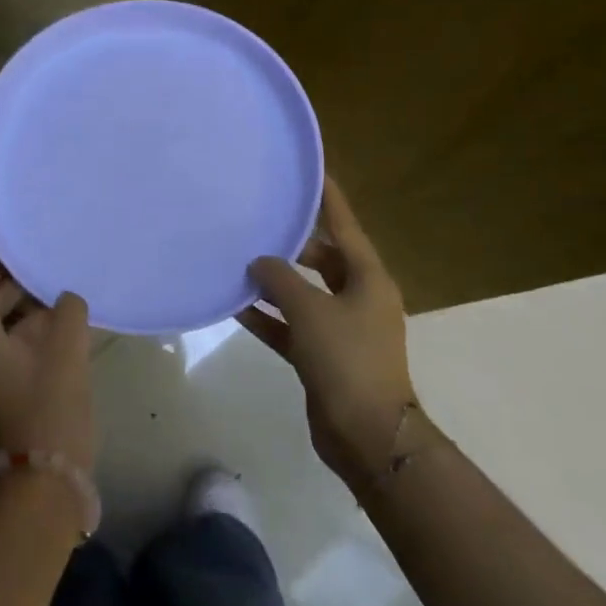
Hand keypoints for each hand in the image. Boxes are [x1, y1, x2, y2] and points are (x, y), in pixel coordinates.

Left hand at [0, 221, 95, 472]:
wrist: (44, 485)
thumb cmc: (49, 409)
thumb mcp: (66, 352)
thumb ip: (68, 313)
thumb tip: (66, 300)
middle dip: (12, 275)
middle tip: (35, 243)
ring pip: (7, 326)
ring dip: (28, 304)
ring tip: (55, 276)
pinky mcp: (7, 393)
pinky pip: (17, 347)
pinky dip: (35, 329)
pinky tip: (63, 319)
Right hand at [238, 178, 423, 489]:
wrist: (367, 434)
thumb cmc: (347, 360)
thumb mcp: (311, 311)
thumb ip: (281, 280)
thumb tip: (261, 261)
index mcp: (368, 279)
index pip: (345, 226)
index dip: (328, 199)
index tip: (312, 171)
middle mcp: (358, 298)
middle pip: (324, 259)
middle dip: (293, 245)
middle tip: (260, 224)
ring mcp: (342, 329)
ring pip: (305, 294)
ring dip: (276, 283)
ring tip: (240, 262)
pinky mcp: (323, 355)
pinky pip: (292, 326)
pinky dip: (269, 317)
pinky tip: (237, 306)